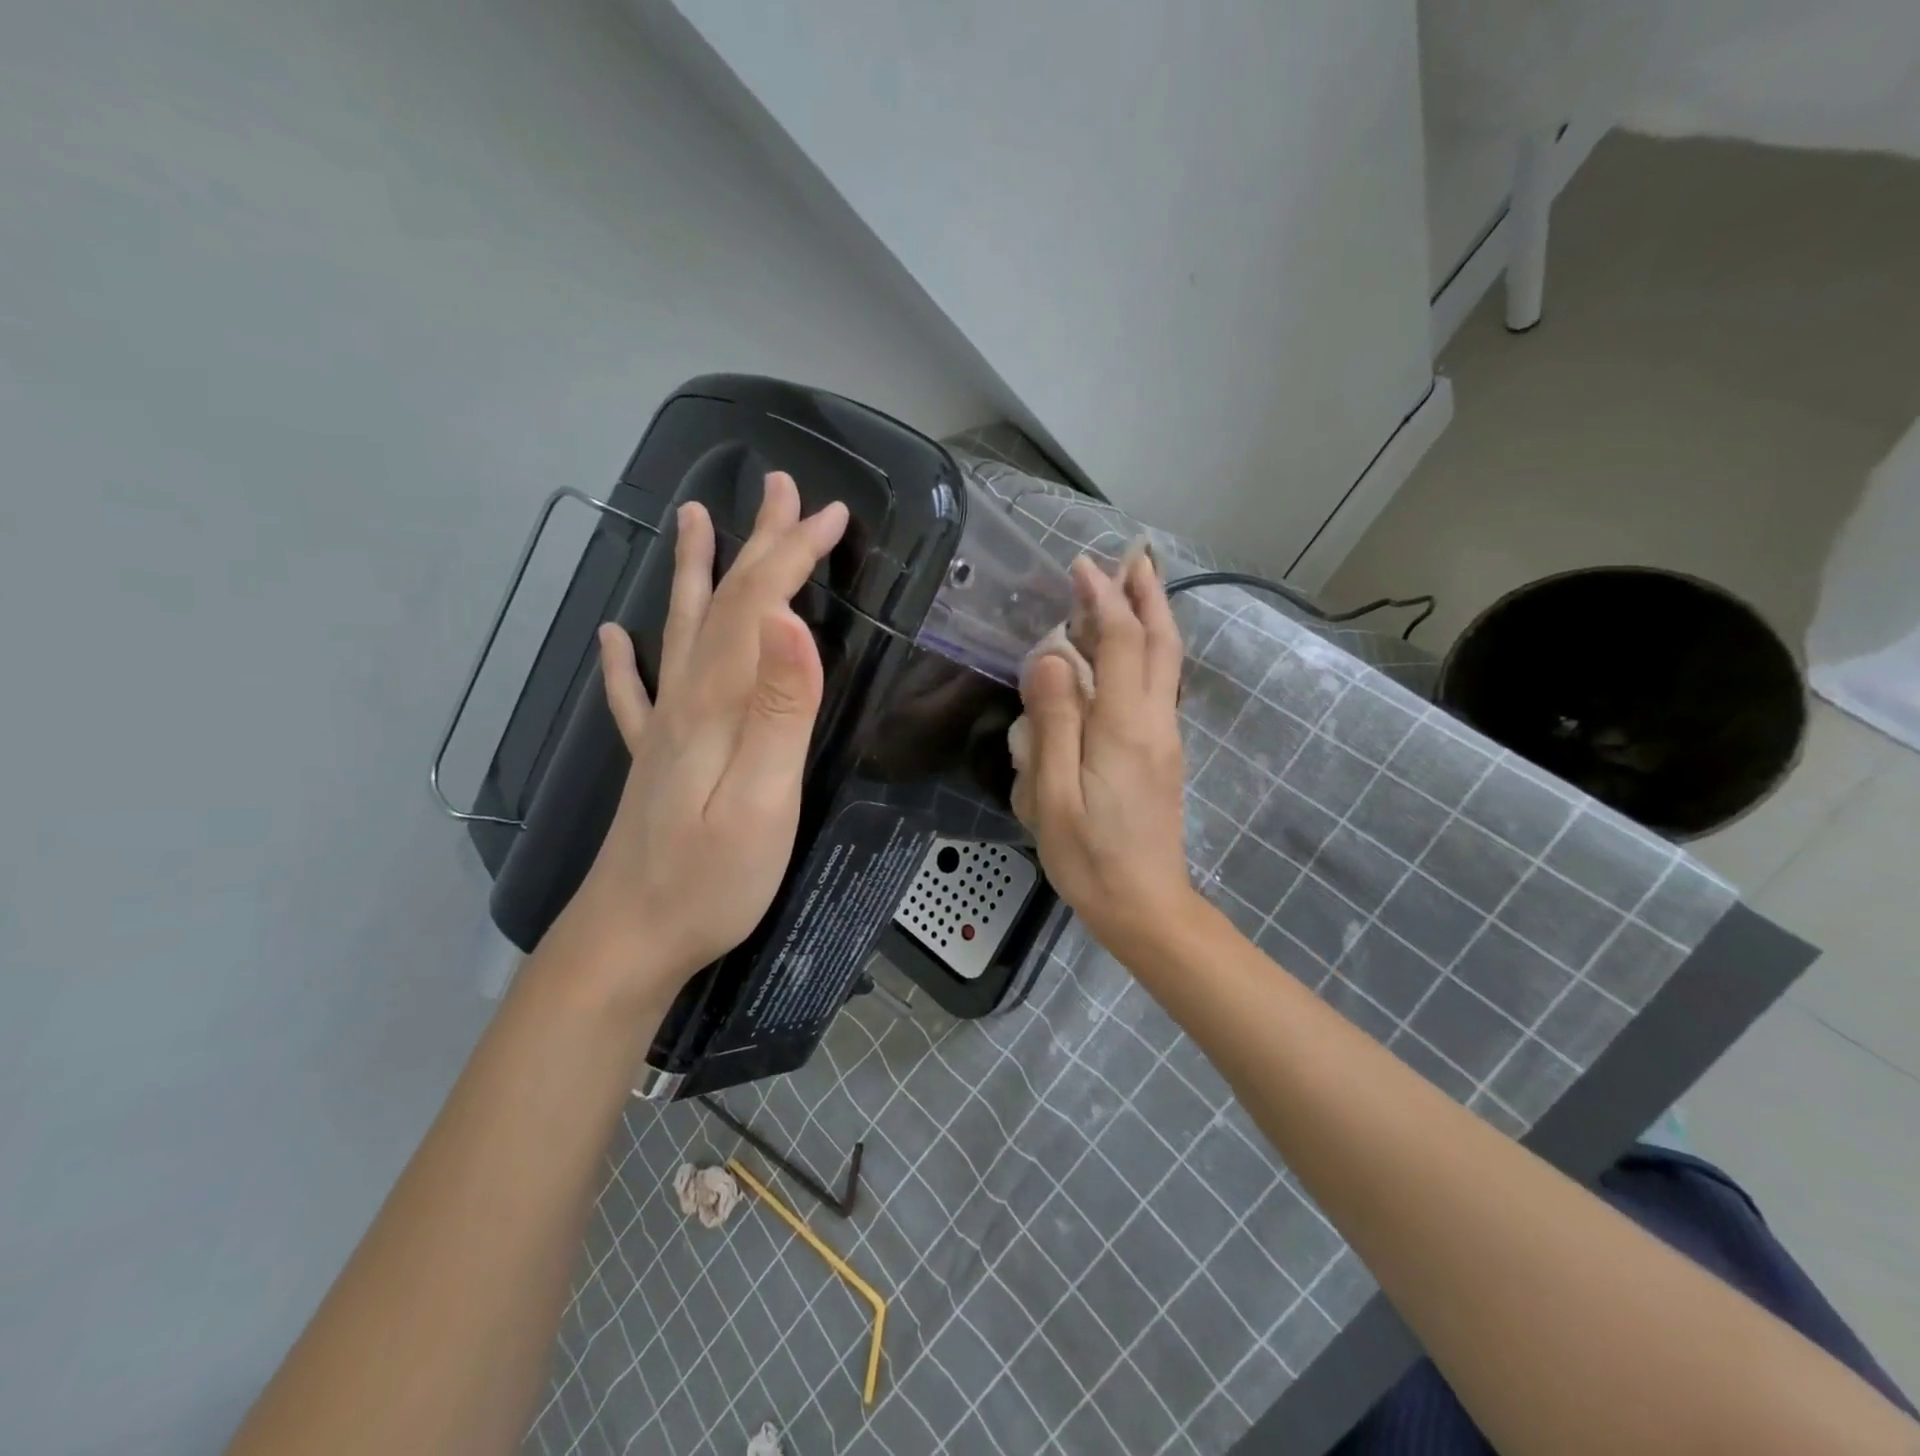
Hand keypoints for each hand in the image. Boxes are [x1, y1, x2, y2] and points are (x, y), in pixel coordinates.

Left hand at [558, 472, 847, 991]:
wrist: (629, 939)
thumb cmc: (710, 879)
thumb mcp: (763, 798)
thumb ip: (781, 709)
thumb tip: (793, 620)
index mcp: (718, 703)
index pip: (761, 606)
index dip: (794, 554)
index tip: (832, 514)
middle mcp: (685, 700)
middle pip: (726, 604)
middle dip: (759, 543)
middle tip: (781, 489)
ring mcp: (663, 728)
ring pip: (682, 631)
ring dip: (696, 573)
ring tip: (692, 520)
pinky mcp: (653, 759)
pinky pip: (634, 694)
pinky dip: (624, 660)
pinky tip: (611, 637)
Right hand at [1011, 551, 1197, 955]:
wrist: (1145, 906)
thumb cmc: (1090, 856)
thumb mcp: (1053, 796)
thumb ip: (1054, 723)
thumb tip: (1051, 658)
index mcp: (1126, 726)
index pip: (1121, 642)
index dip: (1103, 599)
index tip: (1080, 566)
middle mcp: (1155, 721)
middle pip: (1160, 643)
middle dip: (1147, 594)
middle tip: (1133, 556)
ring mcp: (1165, 737)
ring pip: (1166, 663)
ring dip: (1152, 618)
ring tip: (1134, 586)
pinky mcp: (1162, 754)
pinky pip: (1159, 685)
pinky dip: (1148, 651)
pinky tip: (1128, 651)